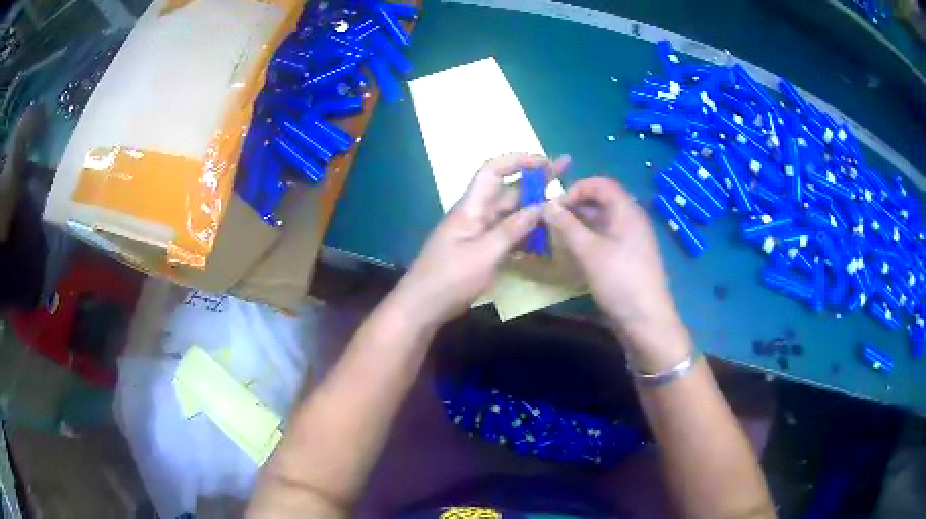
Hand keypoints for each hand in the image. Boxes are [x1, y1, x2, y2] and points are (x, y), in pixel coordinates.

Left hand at [395, 153, 569, 326]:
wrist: (423, 306)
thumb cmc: (449, 278)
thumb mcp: (484, 255)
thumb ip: (512, 230)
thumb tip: (540, 207)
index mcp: (471, 207)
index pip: (493, 171)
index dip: (519, 161)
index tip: (546, 162)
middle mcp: (476, 214)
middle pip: (508, 190)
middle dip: (536, 181)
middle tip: (566, 173)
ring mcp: (479, 232)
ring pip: (511, 213)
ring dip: (535, 208)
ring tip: (563, 205)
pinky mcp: (482, 250)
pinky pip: (508, 234)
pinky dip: (526, 232)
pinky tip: (546, 235)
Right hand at [542, 177, 688, 370]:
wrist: (647, 320)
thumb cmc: (619, 280)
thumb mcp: (588, 251)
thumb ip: (566, 225)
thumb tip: (546, 204)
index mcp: (627, 211)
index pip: (600, 184)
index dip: (576, 188)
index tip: (554, 205)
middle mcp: (631, 220)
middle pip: (602, 201)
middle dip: (575, 206)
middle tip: (552, 220)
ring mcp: (632, 240)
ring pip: (603, 221)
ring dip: (580, 224)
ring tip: (558, 236)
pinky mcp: (629, 258)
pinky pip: (607, 238)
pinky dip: (589, 239)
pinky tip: (575, 253)